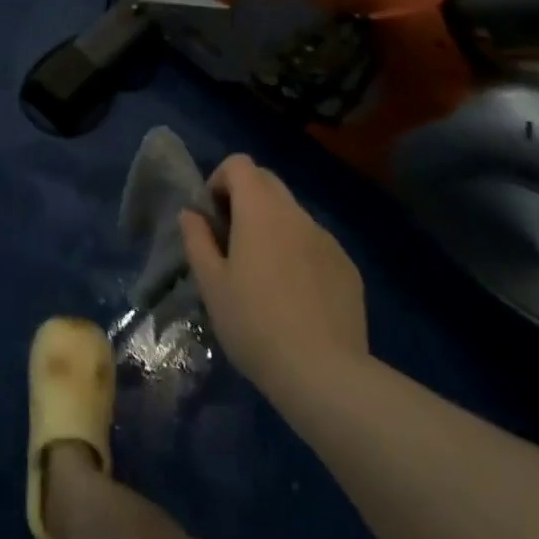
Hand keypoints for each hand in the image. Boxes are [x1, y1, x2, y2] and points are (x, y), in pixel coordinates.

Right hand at [181, 155, 367, 402]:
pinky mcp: (348, 268)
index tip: (212, 217)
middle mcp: (296, 213)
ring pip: (293, 216)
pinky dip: (300, 255)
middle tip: (231, 242)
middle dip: (245, 199)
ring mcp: (327, 239)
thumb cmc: (255, 324)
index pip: (240, 164)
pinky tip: (296, 299)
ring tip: (264, 276)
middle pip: (268, 182)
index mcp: (261, 209)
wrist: (324, 374)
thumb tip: (191, 213)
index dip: (220, 180)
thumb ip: (197, 240)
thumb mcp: (212, 285)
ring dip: (273, 228)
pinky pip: (316, 245)